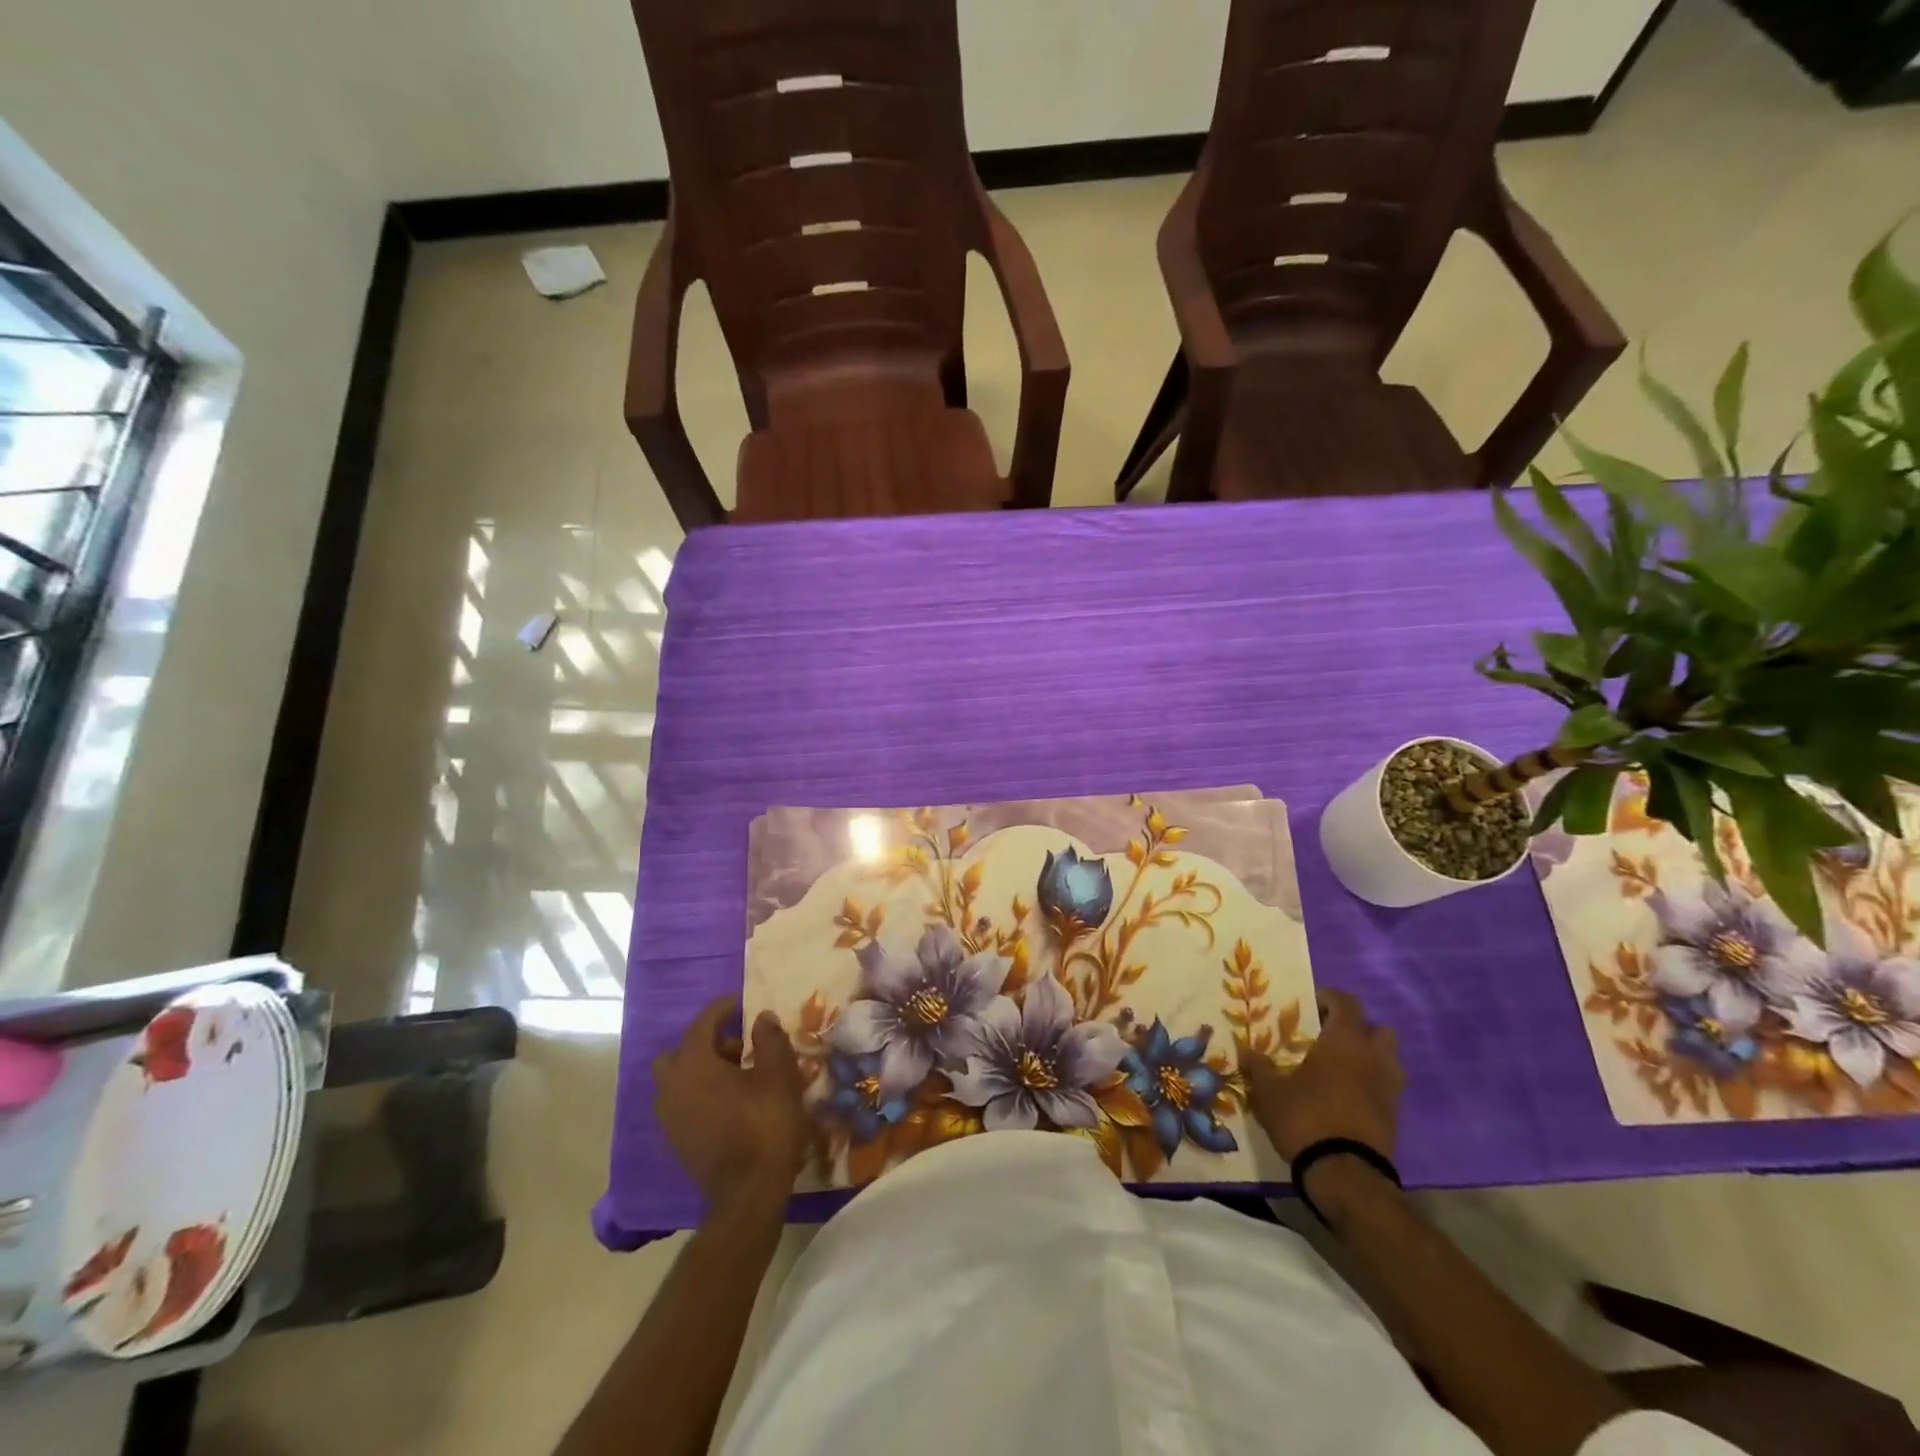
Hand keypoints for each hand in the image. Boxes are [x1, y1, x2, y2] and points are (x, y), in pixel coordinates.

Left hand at [654, 996, 807, 1213]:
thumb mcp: (779, 1074)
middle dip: (707, 1043)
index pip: (702, 1024)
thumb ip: (769, 1039)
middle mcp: (672, 1087)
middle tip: (739, 1048)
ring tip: (739, 1077)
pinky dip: (700, 1093)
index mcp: (693, 1065)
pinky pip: (683, 1103)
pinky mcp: (677, 1141)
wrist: (749, 1193)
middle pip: (680, 1052)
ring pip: (678, 1079)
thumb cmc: (765, 1124)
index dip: (722, 1009)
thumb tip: (761, 1018)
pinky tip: (731, 1103)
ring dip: (703, 1070)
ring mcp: (670, 1118)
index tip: (740, 1004)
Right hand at [1241, 988, 1403, 1164]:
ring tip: (1339, 1067)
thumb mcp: (1270, 1091)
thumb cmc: (1305, 1118)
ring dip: (1368, 1056)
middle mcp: (1373, 1058)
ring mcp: (1389, 1089)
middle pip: (1377, 1028)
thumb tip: (1246, 1050)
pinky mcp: (1395, 1117)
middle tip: (1327, 1036)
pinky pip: (1386, 1087)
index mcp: (1344, 1041)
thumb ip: (1259, 1066)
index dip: (1328, 998)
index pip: (1347, 1002)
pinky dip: (1371, 1084)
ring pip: (1388, 1058)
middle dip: (1356, 1028)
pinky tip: (1344, 1096)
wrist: (1345, 1175)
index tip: (1307, 1005)